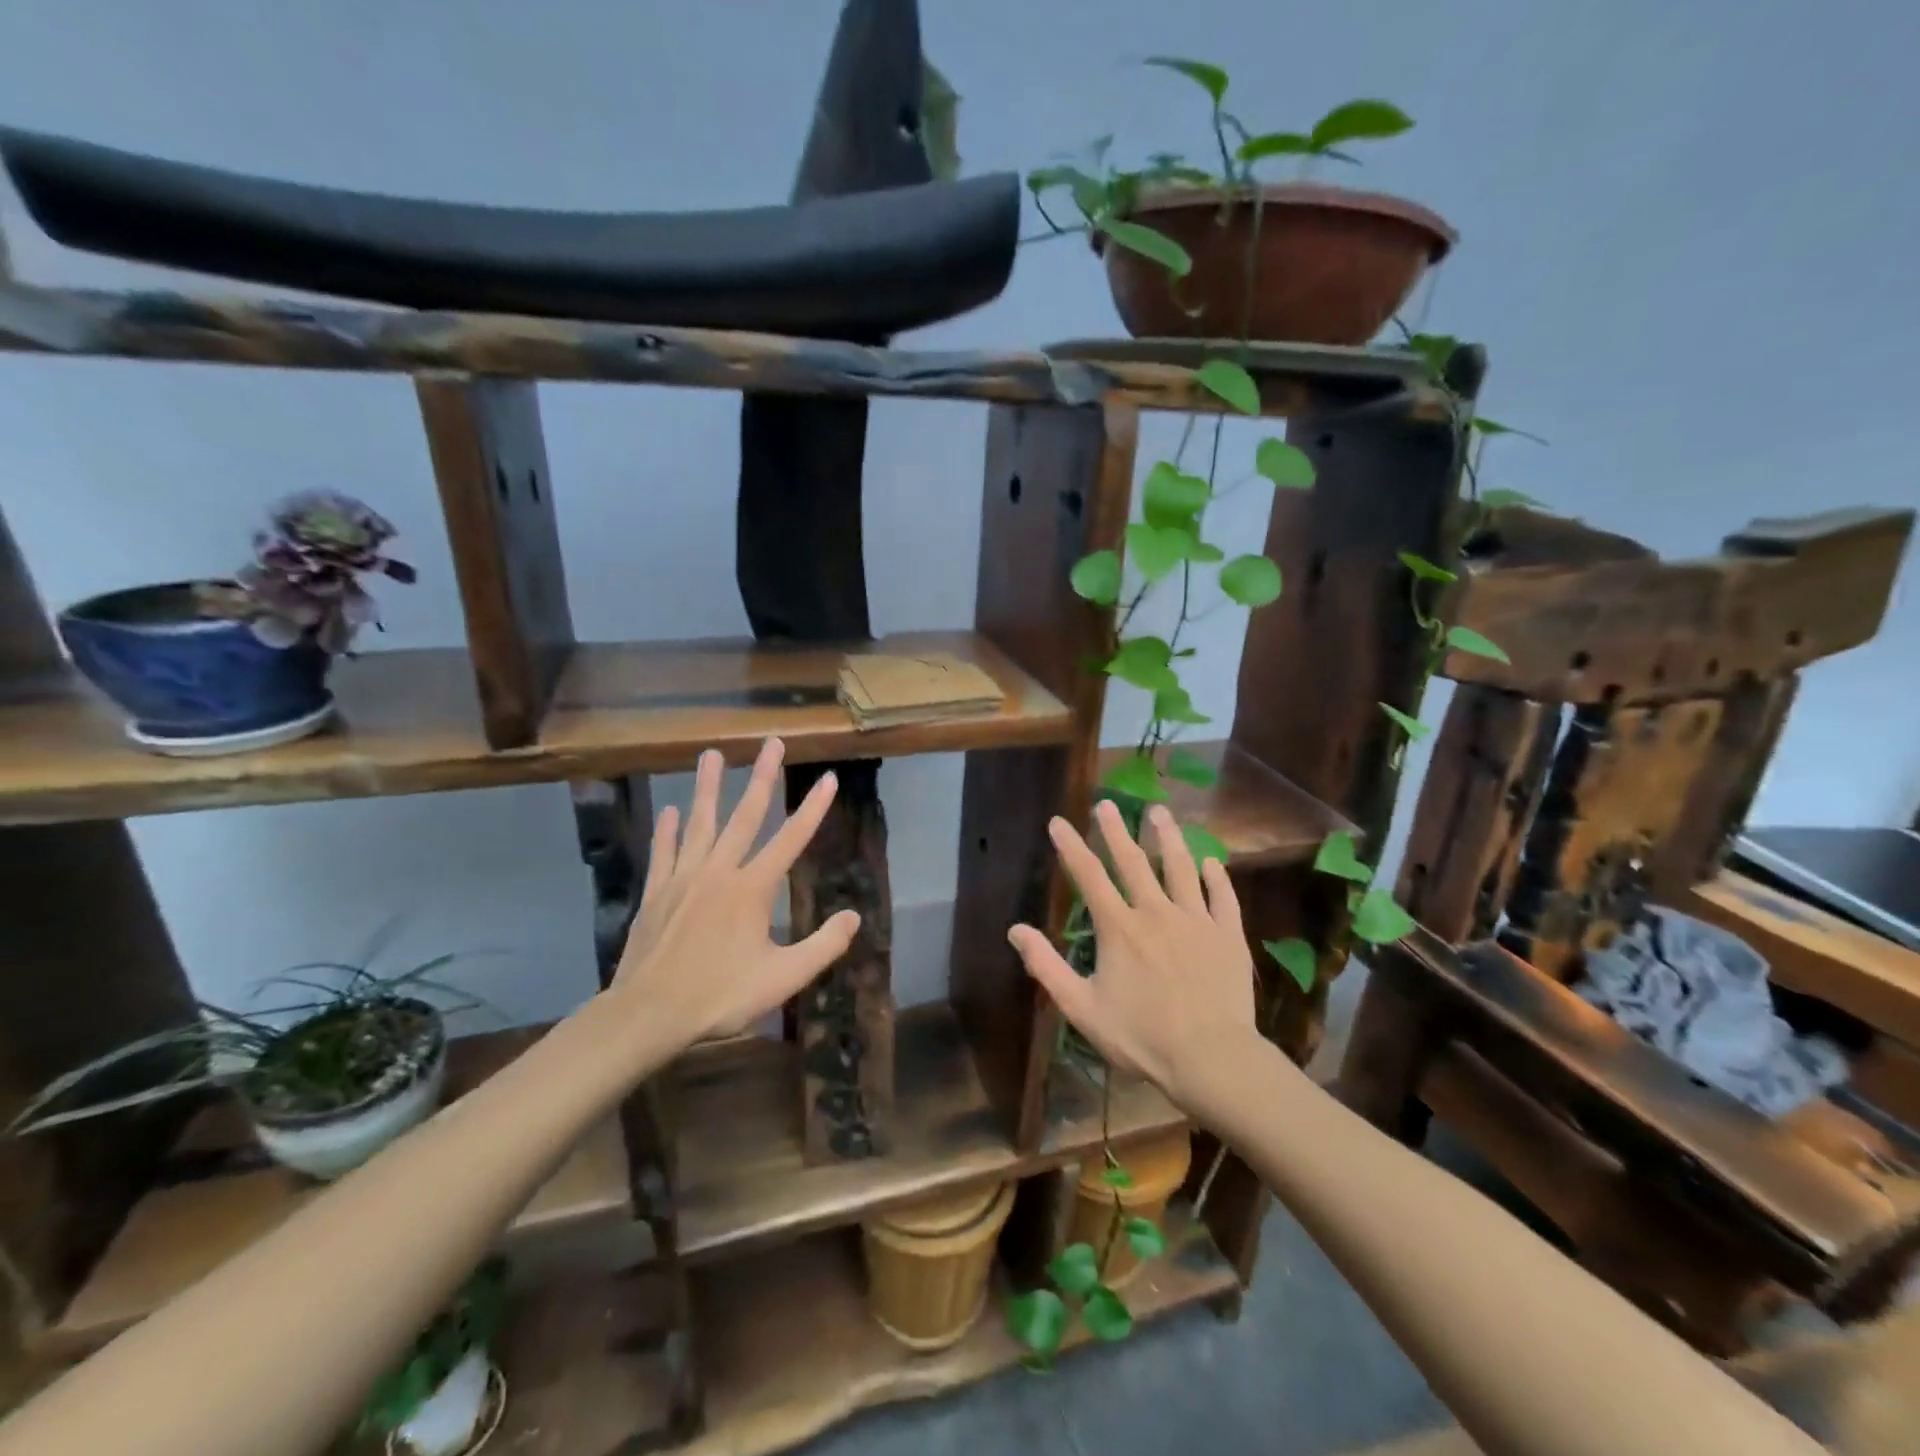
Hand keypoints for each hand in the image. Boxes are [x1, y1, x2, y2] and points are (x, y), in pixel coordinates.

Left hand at [609, 738, 858, 1052]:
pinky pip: (664, 851)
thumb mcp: (783, 978)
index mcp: (753, 889)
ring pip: (700, 822)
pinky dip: (668, 830)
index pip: (791, 839)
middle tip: (772, 742)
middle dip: (763, 777)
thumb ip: (823, 946)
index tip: (827, 777)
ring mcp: (684, 878)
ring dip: (709, 787)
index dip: (813, 808)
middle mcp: (719, 872)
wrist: (648, 1014)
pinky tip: (671, 810)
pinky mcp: (657, 892)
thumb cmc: (720, 997)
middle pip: (745, 816)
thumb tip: (855, 916)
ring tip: (712, 754)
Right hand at [1008, 800, 1255, 1104]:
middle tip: (1107, 804)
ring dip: (1169, 838)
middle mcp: (1156, 912)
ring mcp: (1196, 921)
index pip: (1088, 876)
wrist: (1211, 1058)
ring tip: (1160, 812)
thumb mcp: (1082, 1007)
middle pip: (1133, 862)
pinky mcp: (1228, 936)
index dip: (1070, 845)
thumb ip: (1047, 966)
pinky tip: (1212, 863)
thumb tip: (1015, 930)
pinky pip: (1223, 899)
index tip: (1058, 821)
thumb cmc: (1142, 1037)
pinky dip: (1217, 879)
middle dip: (1116, 830)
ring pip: (1180, 869)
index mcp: (1119, 927)